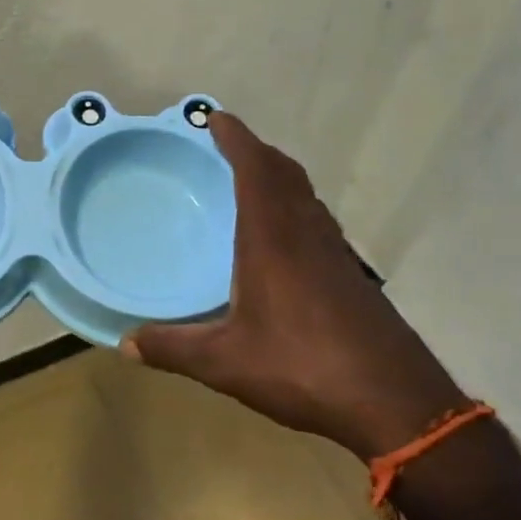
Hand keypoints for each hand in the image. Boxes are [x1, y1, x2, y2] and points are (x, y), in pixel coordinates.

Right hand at [121, 112, 465, 458]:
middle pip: (285, 174)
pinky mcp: (352, 276)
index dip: (237, 139)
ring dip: (279, 177)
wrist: (395, 401)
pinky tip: (284, 240)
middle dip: (257, 152)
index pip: (255, 170)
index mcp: (273, 239)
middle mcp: (307, 234)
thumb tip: (125, 344)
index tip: (216, 118)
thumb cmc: (303, 368)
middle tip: (228, 146)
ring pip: (306, 196)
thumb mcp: (226, 362)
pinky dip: (295, 208)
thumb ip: (173, 349)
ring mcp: (336, 254)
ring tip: (252, 182)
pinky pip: (317, 221)